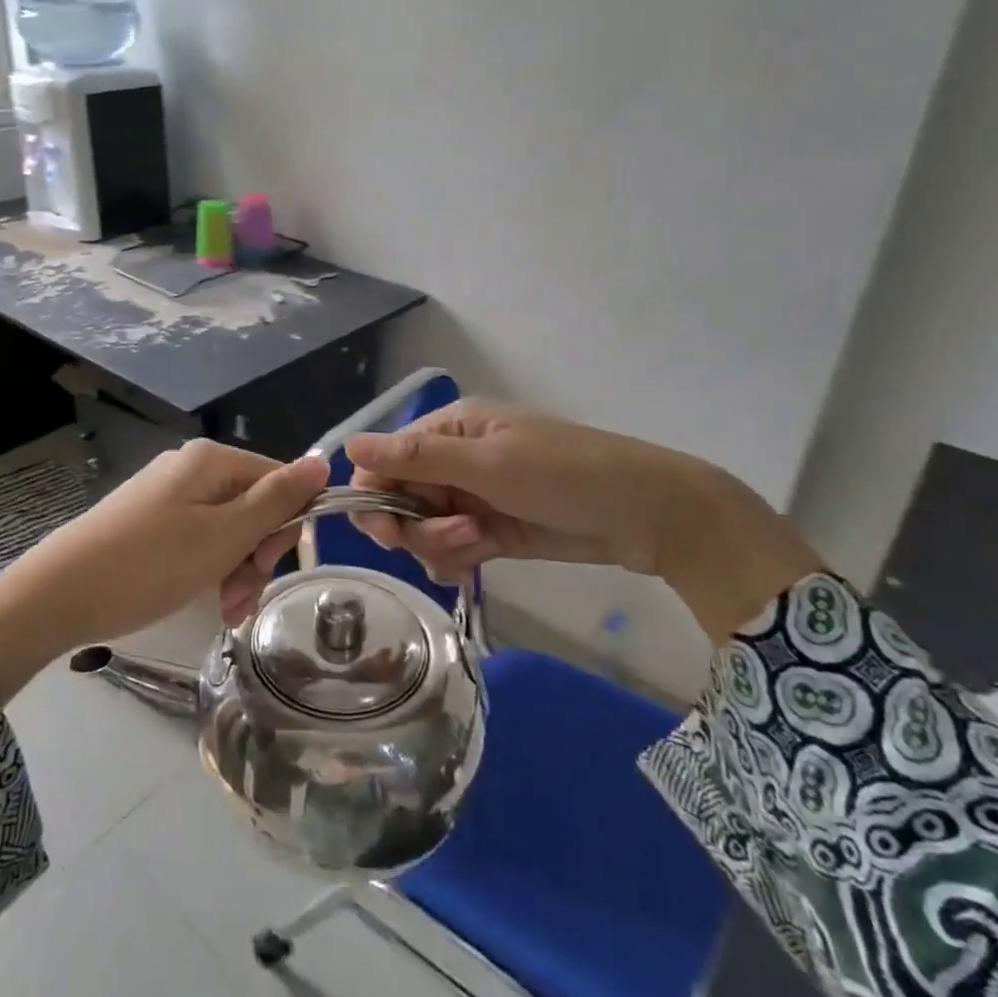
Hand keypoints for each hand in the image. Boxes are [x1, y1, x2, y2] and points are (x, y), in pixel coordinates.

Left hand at [0, 441, 328, 697]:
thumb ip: (276, 499)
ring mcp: (167, 494)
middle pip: (253, 506)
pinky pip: (198, 540)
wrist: (58, 594)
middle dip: (257, 556)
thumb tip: (325, 460)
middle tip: (241, 599)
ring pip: (228, 529)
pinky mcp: (149, 521)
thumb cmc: (149, 565)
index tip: (268, 569)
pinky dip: (209, 570)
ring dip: (236, 571)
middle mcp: (191, 468)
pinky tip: (207, 602)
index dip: (285, 527)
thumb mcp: (224, 536)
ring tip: (224, 611)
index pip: (279, 481)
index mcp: (212, 460)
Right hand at [345, 399, 821, 640]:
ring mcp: (473, 497)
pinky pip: (450, 548)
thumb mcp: (490, 463)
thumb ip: (418, 457)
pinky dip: (455, 560)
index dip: (376, 495)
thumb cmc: (567, 474)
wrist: (649, 515)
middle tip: (456, 538)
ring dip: (441, 545)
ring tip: (480, 545)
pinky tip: (475, 567)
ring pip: (423, 529)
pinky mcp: (490, 531)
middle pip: (400, 499)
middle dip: (416, 526)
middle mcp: (454, 460)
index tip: (387, 529)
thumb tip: (348, 444)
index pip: (385, 460)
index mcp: (450, 429)